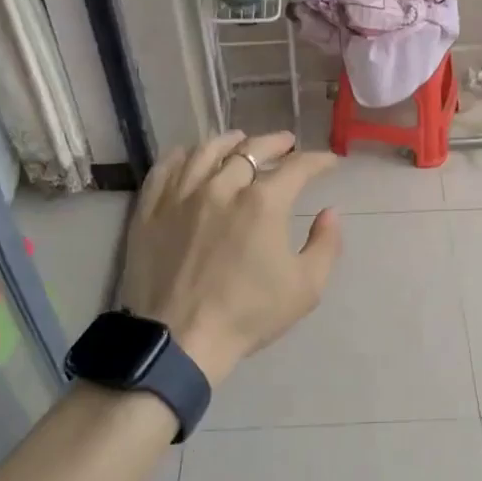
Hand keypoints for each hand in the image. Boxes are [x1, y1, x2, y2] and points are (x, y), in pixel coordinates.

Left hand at [120, 130, 342, 382]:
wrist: (179, 339)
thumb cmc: (248, 314)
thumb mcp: (306, 287)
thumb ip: (326, 244)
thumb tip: (330, 212)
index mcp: (263, 203)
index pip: (297, 167)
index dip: (317, 161)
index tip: (329, 161)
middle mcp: (222, 187)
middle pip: (251, 150)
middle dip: (275, 143)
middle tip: (286, 143)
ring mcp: (181, 195)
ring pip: (206, 151)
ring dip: (229, 141)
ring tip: (240, 140)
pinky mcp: (151, 209)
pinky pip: (166, 169)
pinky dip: (182, 156)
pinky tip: (189, 155)